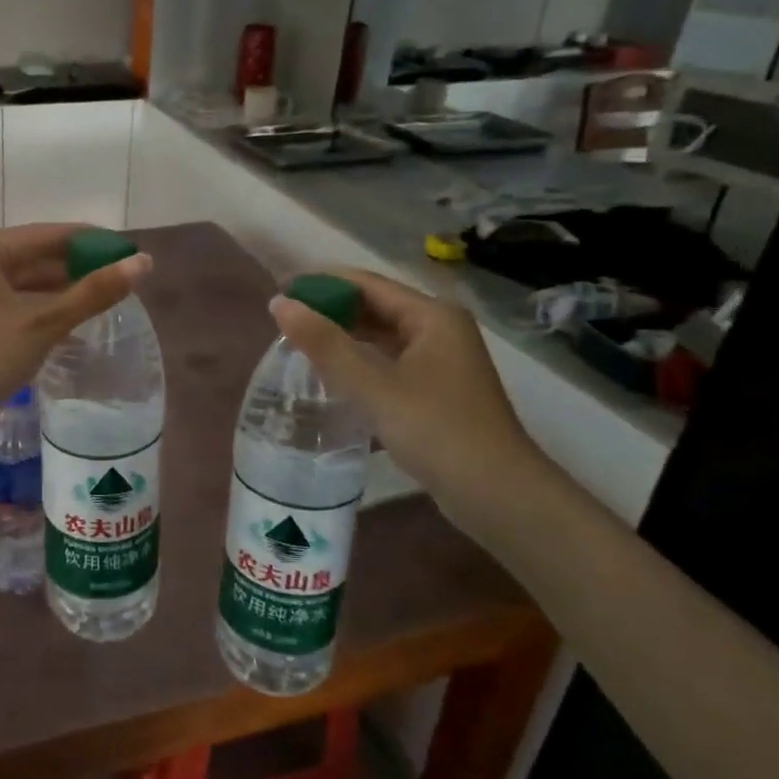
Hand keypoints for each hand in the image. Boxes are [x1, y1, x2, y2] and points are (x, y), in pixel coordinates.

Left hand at [0, 224, 151, 423]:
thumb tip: (144, 263)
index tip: (128, 249)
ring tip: (100, 298)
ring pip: (19, 284)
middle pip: (31, 257)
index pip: (46, 235)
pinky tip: (64, 320)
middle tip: (120, 277)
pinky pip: (6, 304)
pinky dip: (35, 308)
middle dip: (74, 268)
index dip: (90, 241)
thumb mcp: (44, 323)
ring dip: (56, 290)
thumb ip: (94, 292)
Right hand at [270, 267, 547, 518]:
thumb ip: (324, 344)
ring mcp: (440, 360)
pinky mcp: (435, 388)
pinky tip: (330, 372)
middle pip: (375, 306)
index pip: (367, 283)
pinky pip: (387, 360)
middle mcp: (439, 329)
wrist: (498, 495)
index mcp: (432, 316)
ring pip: (381, 335)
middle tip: (282, 320)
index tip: (281, 291)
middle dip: (330, 309)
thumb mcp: (373, 386)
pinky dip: (358, 360)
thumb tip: (279, 303)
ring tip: (298, 342)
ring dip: (342, 336)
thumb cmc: (437, 431)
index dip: (322, 283)